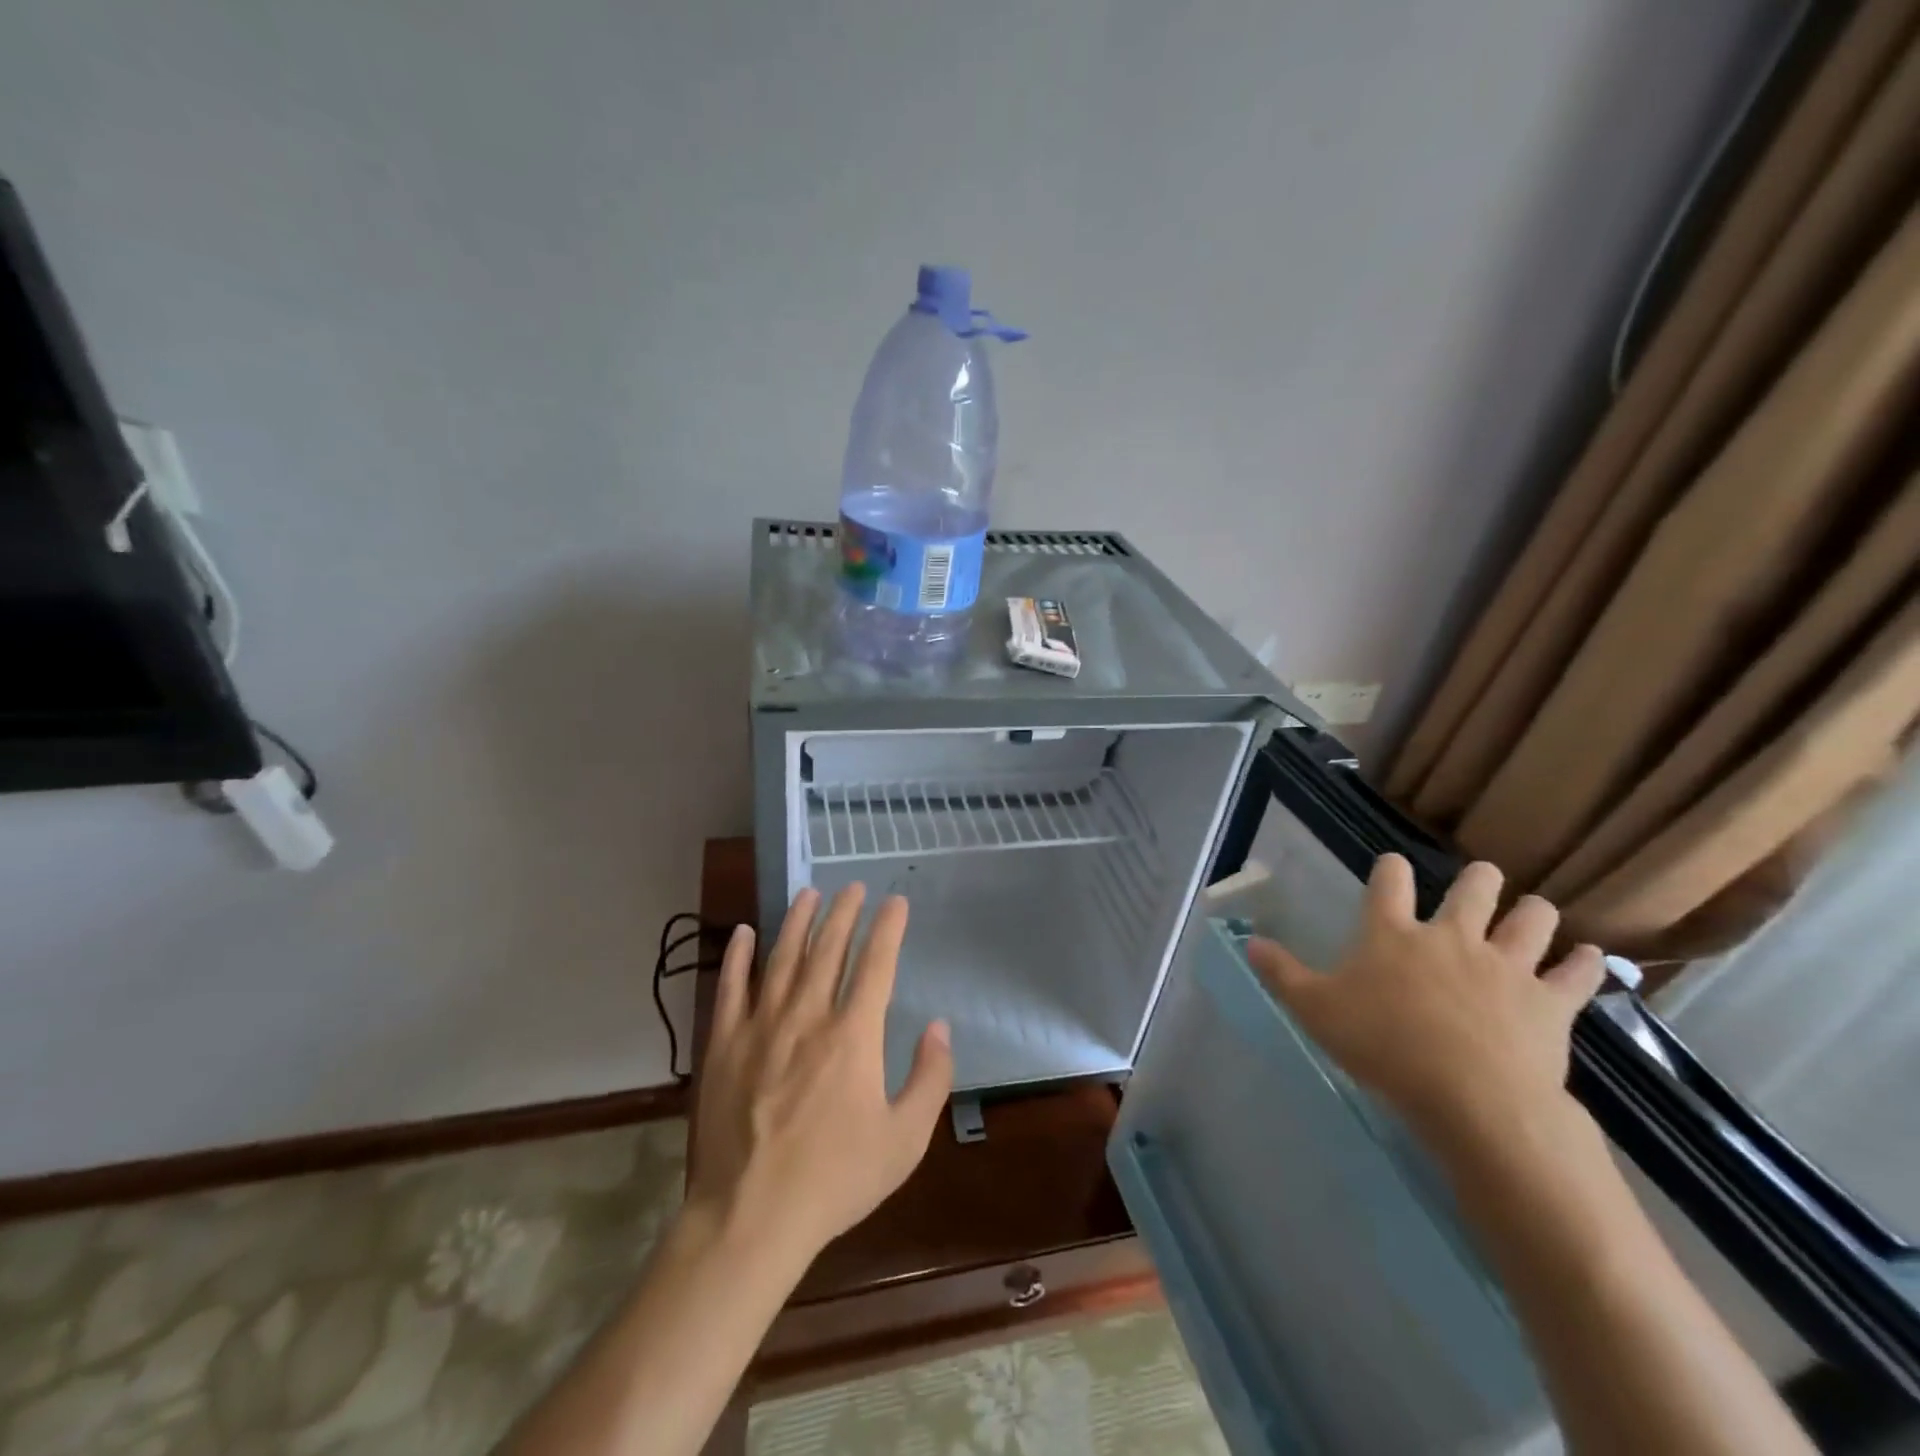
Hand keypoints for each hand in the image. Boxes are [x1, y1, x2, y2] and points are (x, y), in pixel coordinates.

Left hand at [686, 885, 953, 1266]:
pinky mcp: (724, 1044)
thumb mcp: (905, 1140)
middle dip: (843, 912)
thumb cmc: (835, 1180)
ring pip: (782, 957)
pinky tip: (742, 932)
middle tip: (852, 887)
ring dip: (797, 920)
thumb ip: (930, 1078)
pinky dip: (737, 955)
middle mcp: (808, 1016)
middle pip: (828, 948)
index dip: (888, 928)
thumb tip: (939, 1026)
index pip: (876, 963)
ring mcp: (761, 1026)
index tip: (895, 902)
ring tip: (808, 893)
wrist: (750, 1218)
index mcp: (853, 1035)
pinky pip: (730, 987)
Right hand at [1247, 855, 1605, 1148]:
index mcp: (1393, 932)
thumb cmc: (1382, 1045)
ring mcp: (1506, 965)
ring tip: (1532, 914)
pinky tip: (1589, 959)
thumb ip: (1281, 974)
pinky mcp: (1550, 1001)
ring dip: (1533, 913)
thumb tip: (1249, 943)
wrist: (1469, 1096)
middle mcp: (1452, 935)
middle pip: (1473, 887)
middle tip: (1478, 881)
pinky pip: (1578, 974)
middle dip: (1478, 879)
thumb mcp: (1314, 1009)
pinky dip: (1585, 964)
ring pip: (1532, 919)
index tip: (1393, 866)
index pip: (1389, 880)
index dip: (1391, 868)